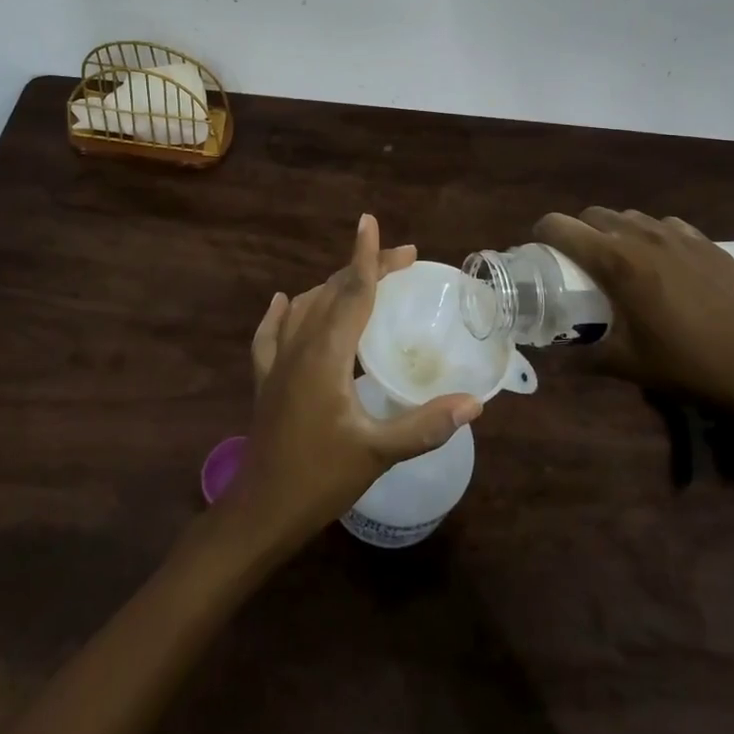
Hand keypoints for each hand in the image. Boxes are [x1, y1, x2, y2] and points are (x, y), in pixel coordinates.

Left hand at [226, 215, 481, 554]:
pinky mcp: (266, 379)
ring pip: (306, 307)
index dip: (367, 256)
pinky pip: (272, 333)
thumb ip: (424, 426)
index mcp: (326, 354)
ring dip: (334, 287)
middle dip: (365, 269)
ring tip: (362, 280)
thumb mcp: (377, 454)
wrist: (260, 511)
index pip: (352, 291)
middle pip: (333, 292)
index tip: (372, 222)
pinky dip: (283, 313)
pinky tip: (284, 303)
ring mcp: (278, 361)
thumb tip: (473, 403)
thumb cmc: (319, 479)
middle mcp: (300, 346)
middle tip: (402, 261)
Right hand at [533, 207, 733, 424]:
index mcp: (615, 262)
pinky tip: (665, 264)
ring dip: (617, 232)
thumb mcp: (625, 365)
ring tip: (624, 262)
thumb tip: (556, 358)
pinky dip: (654, 237)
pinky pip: (668, 226)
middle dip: (580, 231)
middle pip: (594, 214)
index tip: (542, 251)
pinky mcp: (708, 244)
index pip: (560, 226)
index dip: (543, 233)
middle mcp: (642, 237)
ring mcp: (679, 236)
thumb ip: (583, 356)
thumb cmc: (684, 367)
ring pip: (631, 217)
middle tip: (582, 263)